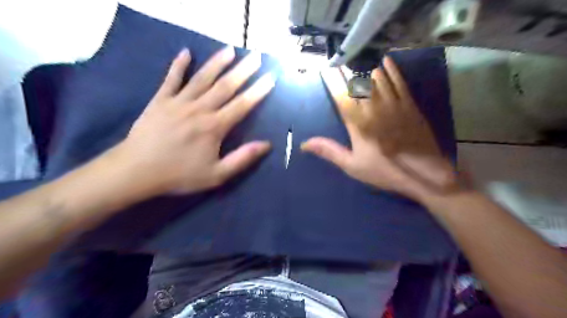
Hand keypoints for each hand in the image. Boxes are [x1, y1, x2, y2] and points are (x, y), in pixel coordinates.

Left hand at [109, 46, 273, 193]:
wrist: (136, 171)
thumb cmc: (179, 175)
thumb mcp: (216, 175)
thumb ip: (242, 158)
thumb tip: (266, 145)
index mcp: (214, 127)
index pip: (242, 105)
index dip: (258, 91)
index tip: (270, 77)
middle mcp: (199, 109)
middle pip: (225, 86)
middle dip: (243, 70)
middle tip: (256, 56)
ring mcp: (178, 102)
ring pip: (202, 78)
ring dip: (217, 63)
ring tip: (230, 49)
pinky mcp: (160, 100)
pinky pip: (171, 79)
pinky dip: (178, 65)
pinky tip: (186, 52)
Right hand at [304, 56, 456, 200]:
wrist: (424, 174)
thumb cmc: (385, 171)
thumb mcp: (353, 166)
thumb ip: (329, 151)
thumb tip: (304, 144)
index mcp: (358, 124)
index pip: (341, 98)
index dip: (333, 82)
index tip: (326, 69)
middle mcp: (374, 108)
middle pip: (358, 84)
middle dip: (347, 72)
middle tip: (340, 62)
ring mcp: (393, 104)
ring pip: (377, 79)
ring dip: (366, 70)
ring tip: (358, 62)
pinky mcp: (409, 105)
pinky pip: (399, 82)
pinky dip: (391, 71)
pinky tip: (385, 62)